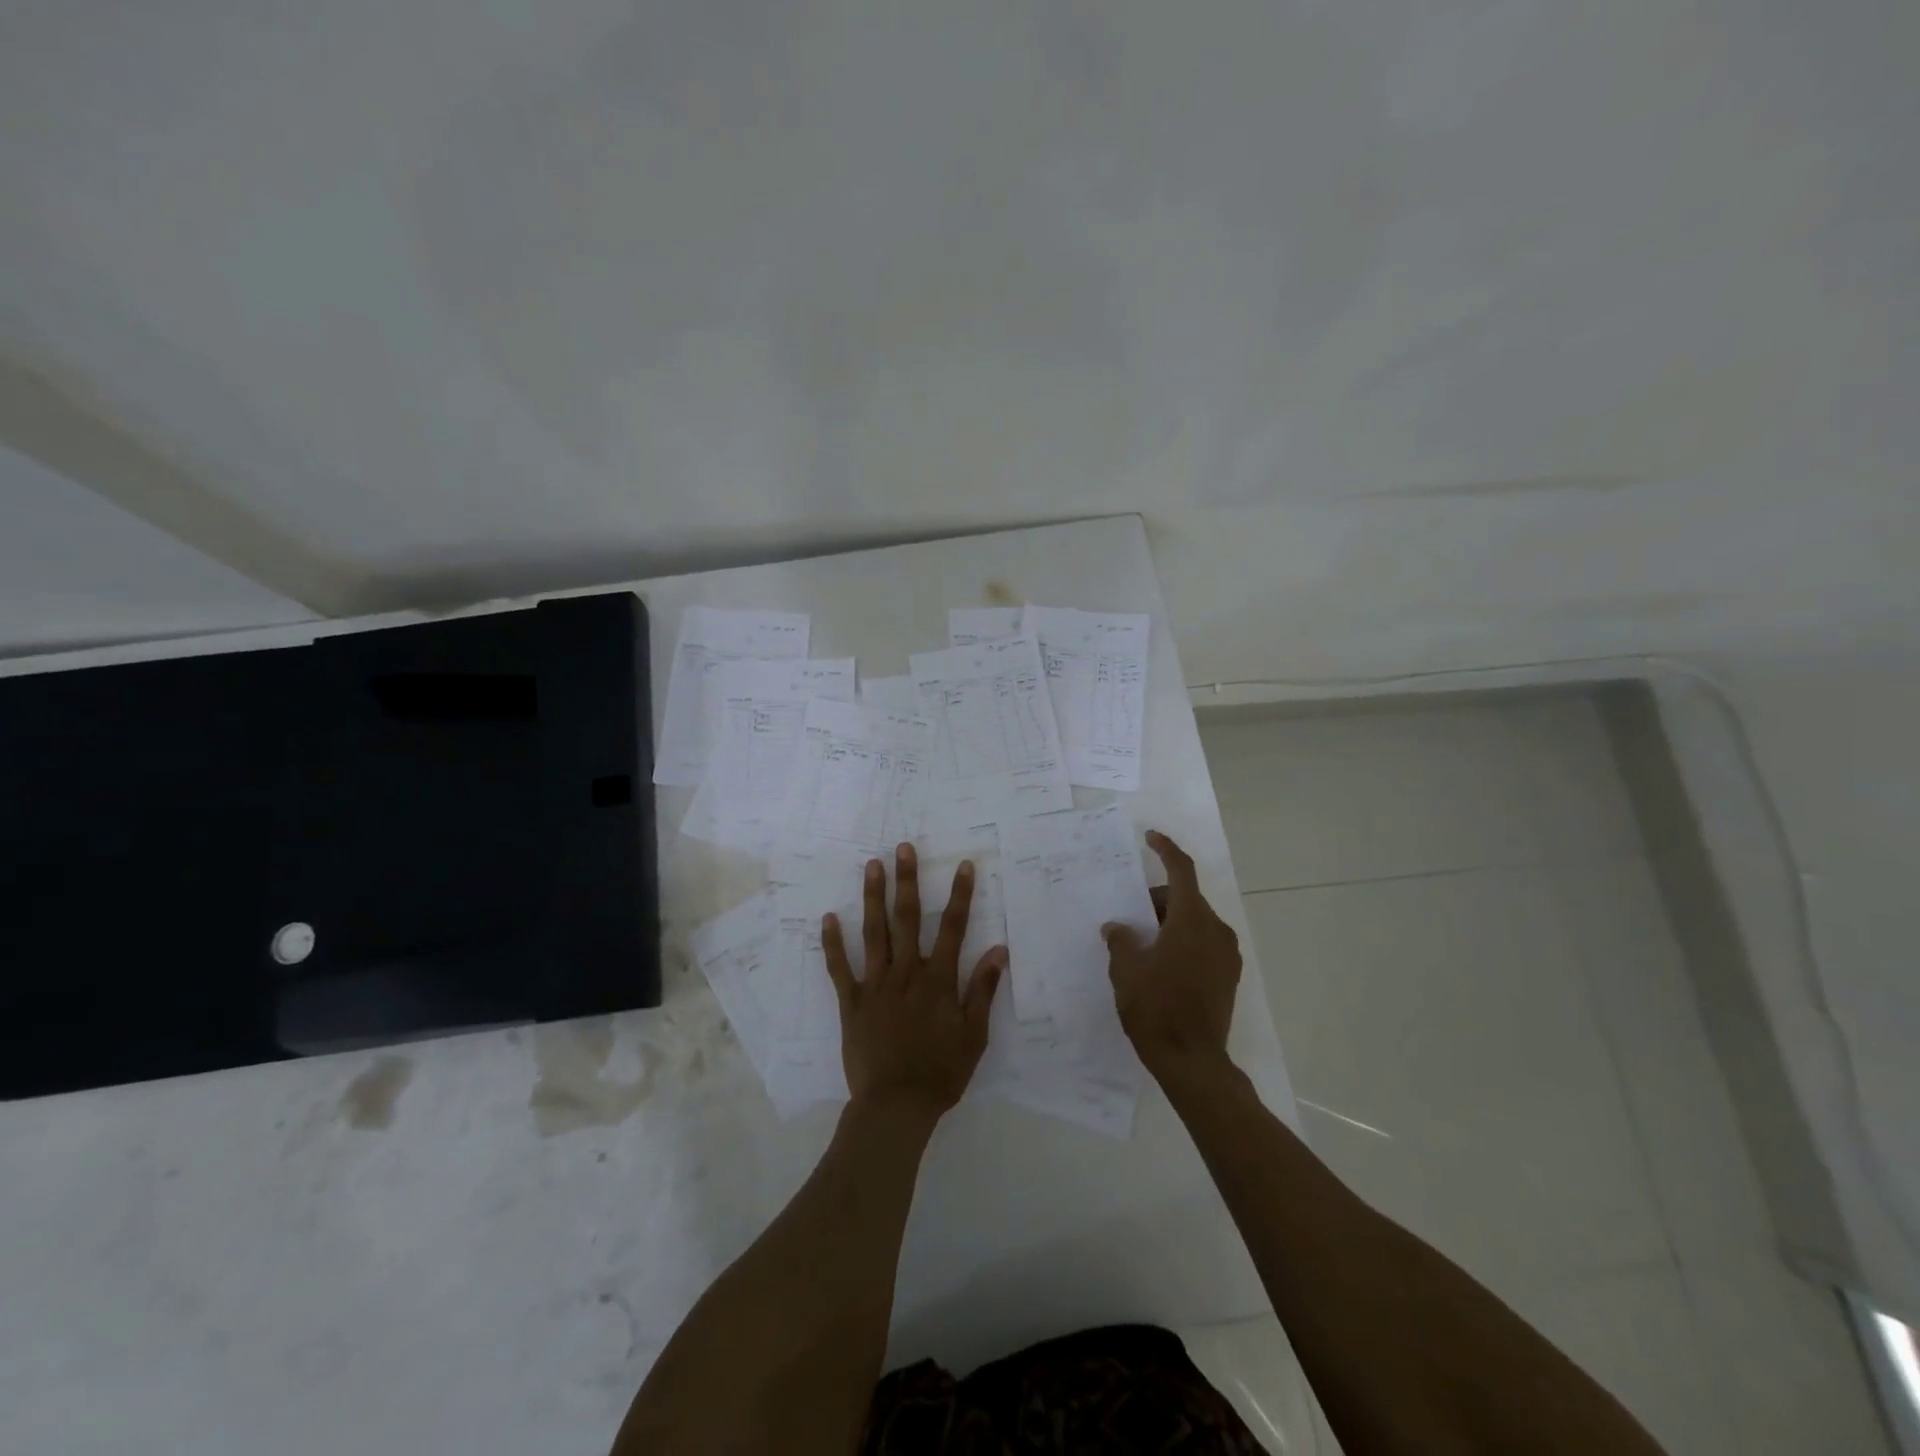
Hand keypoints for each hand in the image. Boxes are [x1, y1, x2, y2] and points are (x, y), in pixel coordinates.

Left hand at [822, 843, 1005, 1120]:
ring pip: (874, 933)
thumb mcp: (974, 1035)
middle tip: (904, 848)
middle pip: (907, 919)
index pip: (952, 928)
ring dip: (873, 898)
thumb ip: (984, 990)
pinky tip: (828, 918)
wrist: (896, 1106)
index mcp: (938, 980)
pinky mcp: (851, 1002)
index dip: (960, 895)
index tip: (963, 865)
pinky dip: (832, 943)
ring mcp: (875, 985)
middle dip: (907, 881)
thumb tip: (999, 950)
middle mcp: (906, 973)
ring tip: (872, 866)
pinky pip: (840, 968)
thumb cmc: (941, 1073)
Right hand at [1103, 830, 1240, 1082]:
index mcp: (1191, 921)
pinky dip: (1181, 941)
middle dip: (1157, 900)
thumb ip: (1121, 940)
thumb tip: (1117, 928)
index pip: (1181, 871)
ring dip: (1169, 922)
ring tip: (1140, 943)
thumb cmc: (1156, 1009)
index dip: (1166, 850)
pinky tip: (1159, 963)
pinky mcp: (1228, 977)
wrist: (1194, 1063)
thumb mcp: (1127, 971)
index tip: (1150, 838)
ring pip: (1195, 922)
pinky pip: (1203, 943)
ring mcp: (1227, 955)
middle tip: (1129, 916)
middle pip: (1186, 899)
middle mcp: (1216, 931)